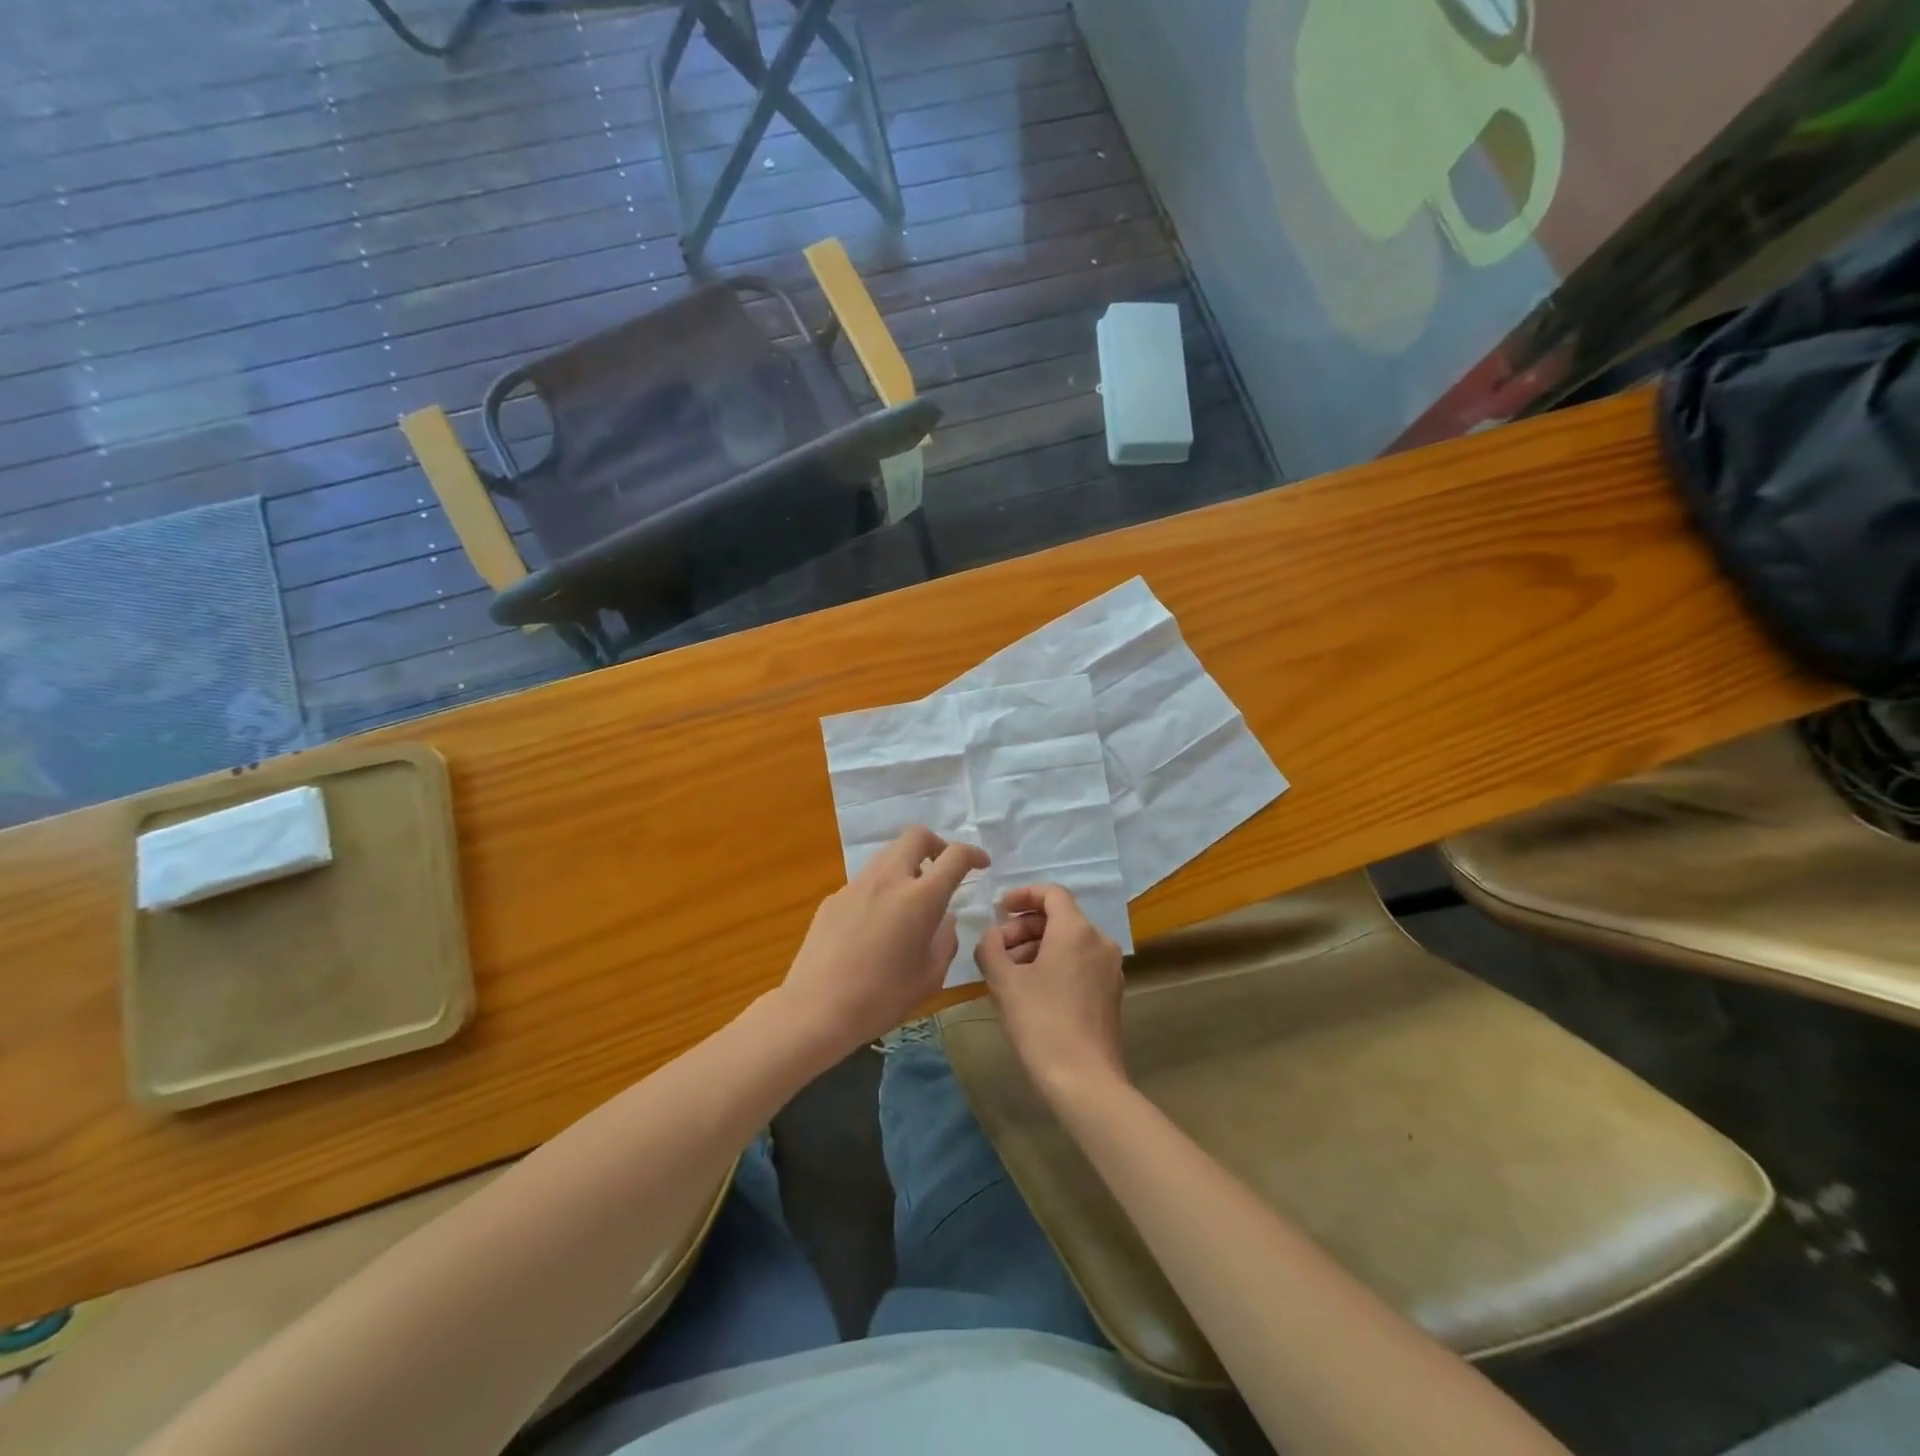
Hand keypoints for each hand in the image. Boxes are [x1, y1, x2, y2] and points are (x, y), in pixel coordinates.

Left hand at [781, 826, 987, 1057]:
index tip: (981, 864)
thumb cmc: (881, 997)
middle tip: (944, 867)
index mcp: (920, 897)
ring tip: (911, 897)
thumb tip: (944, 919)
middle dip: (937, 844)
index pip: (954, 856)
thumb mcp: (930, 976)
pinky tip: (877, 924)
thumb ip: (945, 940)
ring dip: (907, 864)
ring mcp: (856, 885)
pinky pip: (865, 881)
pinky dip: (881, 888)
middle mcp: (889, 879)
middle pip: (916, 836)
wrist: (816, 1008)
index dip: (973, 854)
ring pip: (888, 855)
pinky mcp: (833, 899)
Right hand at [974, 884, 1127, 1101]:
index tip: (1000, 909)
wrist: (1084, 1080)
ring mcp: (1109, 968)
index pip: (1052, 893)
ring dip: (1037, 947)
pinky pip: (1080, 962)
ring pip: (1069, 941)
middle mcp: (1099, 941)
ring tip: (1009, 972)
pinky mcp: (1111, 992)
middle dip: (1024, 927)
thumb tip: (991, 936)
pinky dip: (1055, 964)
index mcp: (1076, 930)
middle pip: (1060, 917)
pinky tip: (1032, 990)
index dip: (1023, 895)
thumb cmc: (1041, 1022)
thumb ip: (991, 947)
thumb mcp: (1004, 982)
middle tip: (997, 949)